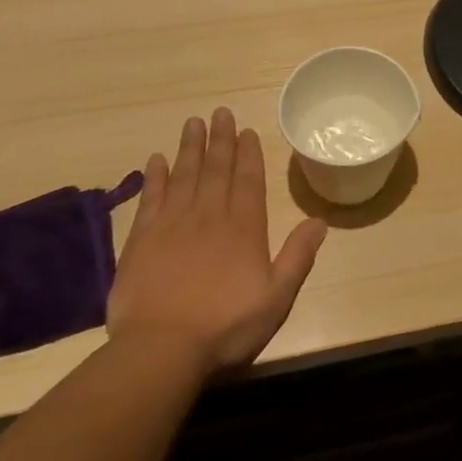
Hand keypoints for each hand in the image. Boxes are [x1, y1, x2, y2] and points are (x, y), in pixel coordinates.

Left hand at [107, 108, 327, 372]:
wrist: (162, 348)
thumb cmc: (226, 325)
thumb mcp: (277, 297)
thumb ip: (298, 256)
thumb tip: (320, 221)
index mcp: (243, 228)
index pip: (248, 181)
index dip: (249, 154)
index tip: (247, 130)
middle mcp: (209, 216)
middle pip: (216, 170)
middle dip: (220, 140)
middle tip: (220, 112)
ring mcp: (172, 224)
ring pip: (184, 175)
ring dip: (190, 148)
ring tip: (193, 123)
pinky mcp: (141, 239)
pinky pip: (151, 198)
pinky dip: (154, 177)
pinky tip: (157, 159)